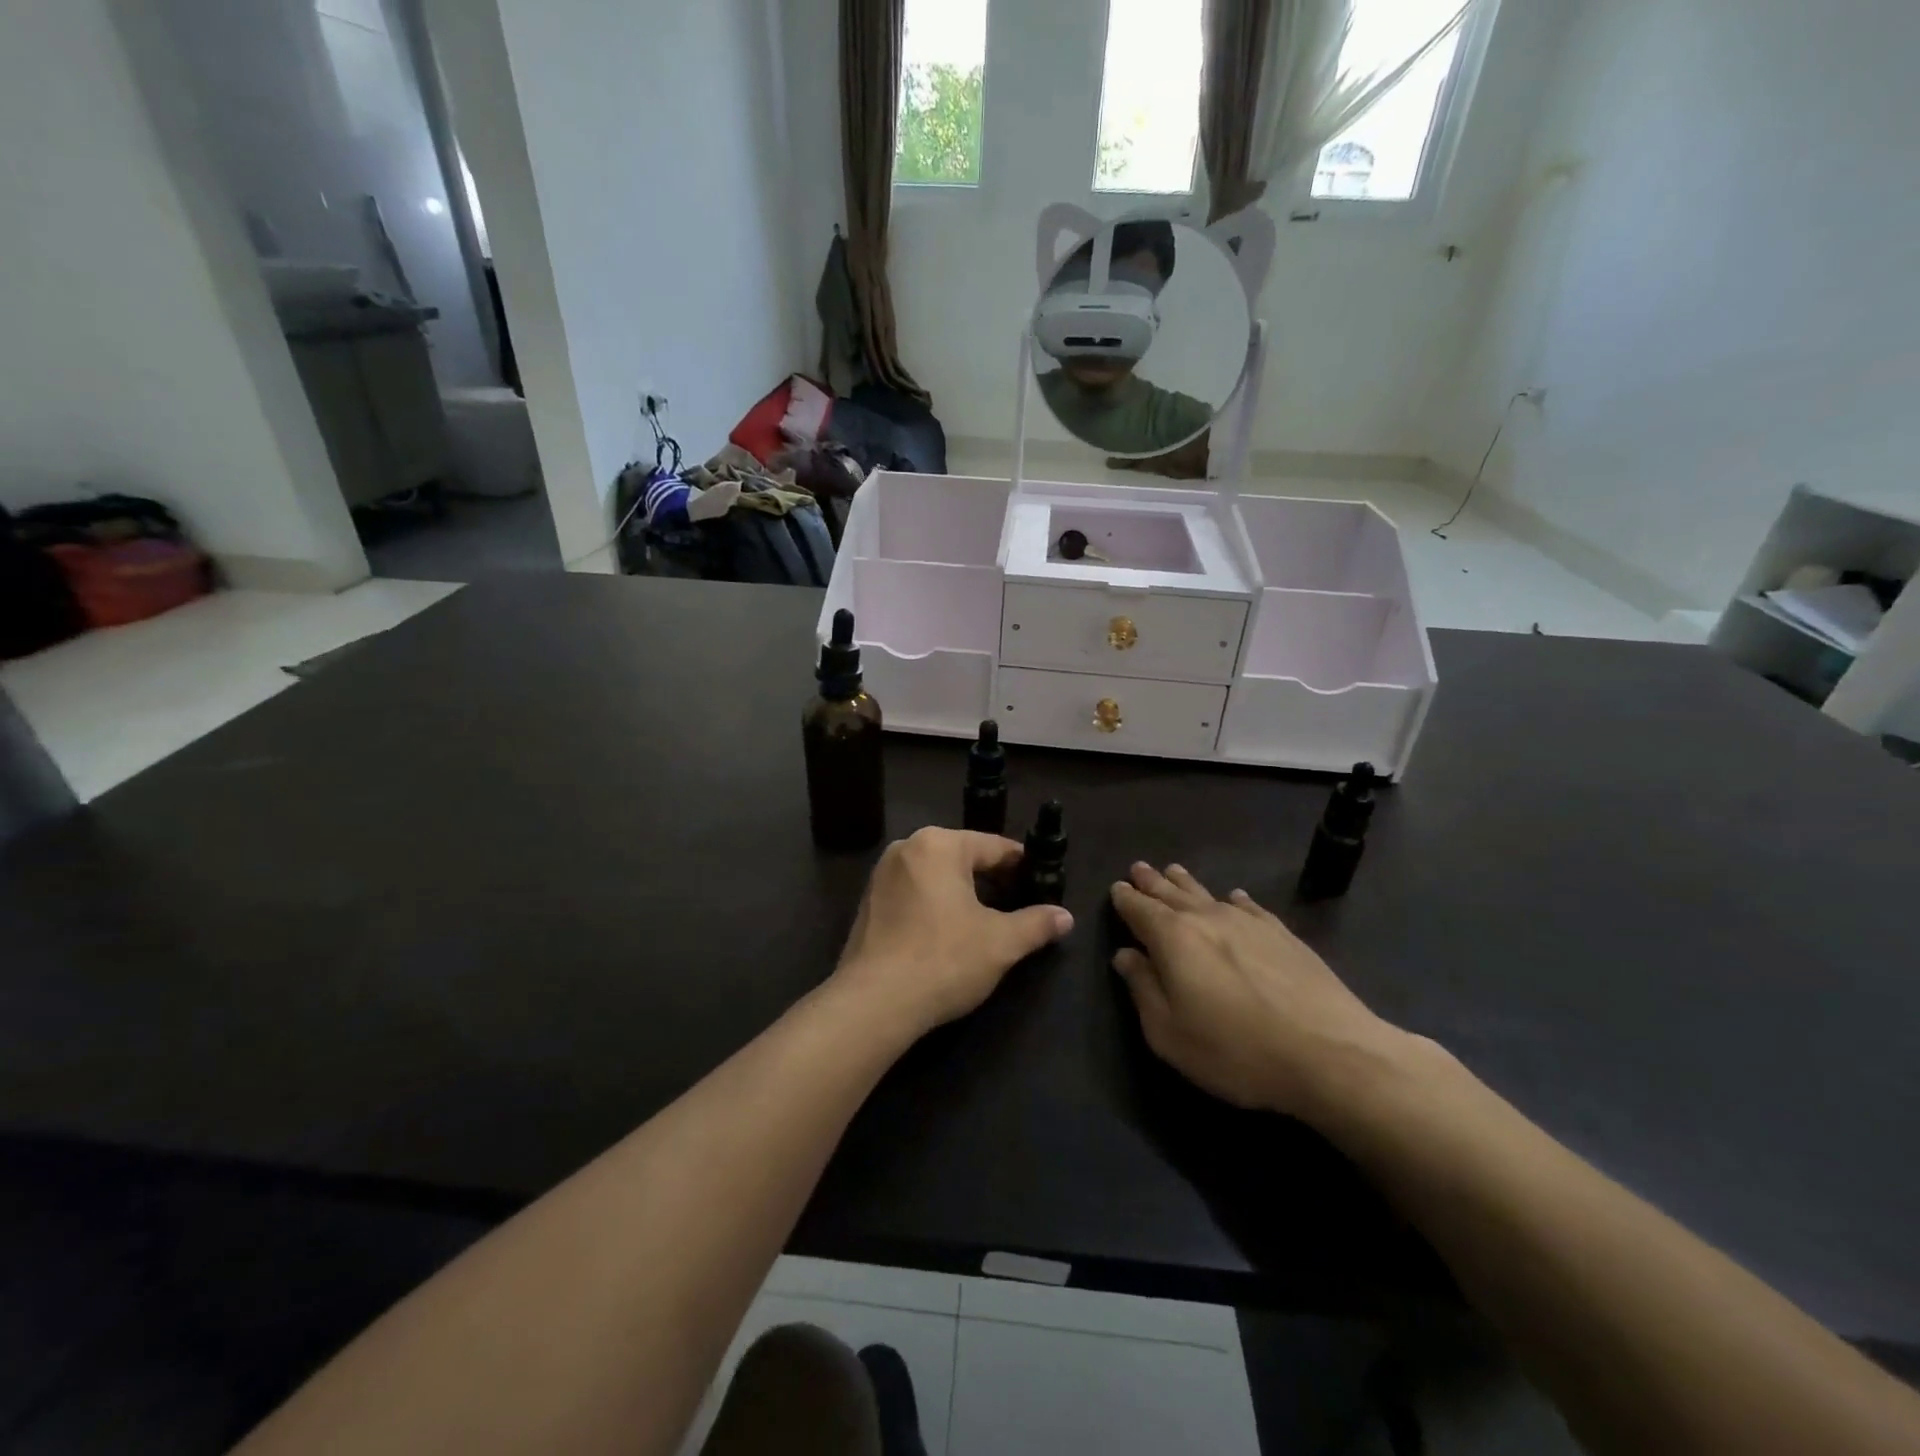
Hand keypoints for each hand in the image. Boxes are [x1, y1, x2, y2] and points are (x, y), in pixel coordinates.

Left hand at [833, 828, 1074, 1039]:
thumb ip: (1036, 924)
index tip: (1042, 883)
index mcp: (939, 844)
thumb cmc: (944, 959)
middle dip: (992, 879)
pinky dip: (935, 905)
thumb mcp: (1001, 943)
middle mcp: (907, 848)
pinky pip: (914, 893)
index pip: (994, 847)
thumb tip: (1066, 916)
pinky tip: (949, 933)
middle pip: (963, 857)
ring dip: (963, 893)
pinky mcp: (869, 902)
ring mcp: (882, 875)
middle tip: (1019, 904)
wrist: (874, 1003)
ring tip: (988, 921)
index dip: (1022, 865)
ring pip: (937, 875)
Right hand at [1110, 863, 1405, 1117]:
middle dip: (1151, 882)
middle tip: (1138, 868)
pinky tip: (1235, 897)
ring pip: (1208, 894)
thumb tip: (1126, 955)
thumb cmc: (1236, 1050)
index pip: (1140, 910)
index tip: (1117, 888)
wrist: (1330, 1053)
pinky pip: (1249, 907)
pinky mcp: (1283, 934)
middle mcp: (1207, 918)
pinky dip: (1235, 899)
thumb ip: (1143, 989)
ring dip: (1186, 883)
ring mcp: (1249, 922)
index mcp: (1173, 938)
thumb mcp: (1170, 1033)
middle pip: (1171, 894)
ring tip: (1173, 871)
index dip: (1125, 899)